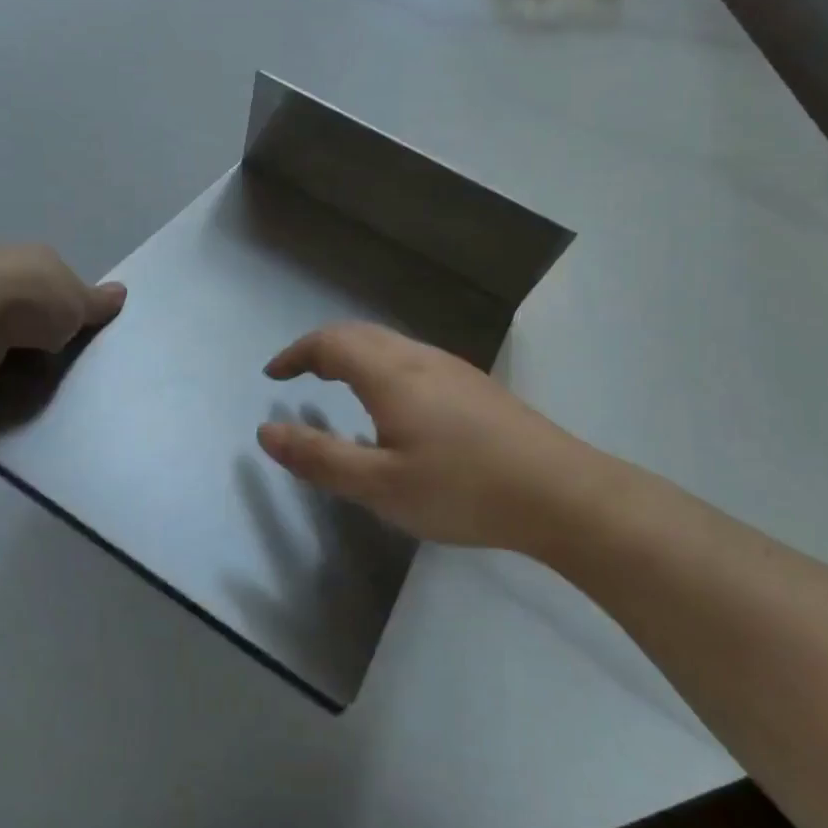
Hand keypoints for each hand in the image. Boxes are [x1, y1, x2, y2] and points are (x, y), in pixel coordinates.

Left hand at [0, 244, 125, 391]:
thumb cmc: (30, 301)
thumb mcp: (77, 302)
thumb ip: (96, 303)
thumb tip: (122, 292)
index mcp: (35, 259)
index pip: (58, 281)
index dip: (70, 306)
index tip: (78, 333)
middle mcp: (1, 272)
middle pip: (29, 305)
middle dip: (40, 329)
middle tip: (60, 360)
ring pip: (4, 329)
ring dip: (14, 349)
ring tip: (34, 378)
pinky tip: (3, 383)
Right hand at [258, 323, 622, 552]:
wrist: (562, 494)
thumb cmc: (462, 489)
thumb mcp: (379, 485)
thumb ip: (319, 458)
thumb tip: (266, 432)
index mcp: (390, 373)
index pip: (329, 343)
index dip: (295, 354)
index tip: (273, 376)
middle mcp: (419, 357)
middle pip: (358, 334)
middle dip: (320, 349)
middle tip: (298, 376)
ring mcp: (452, 368)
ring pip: (388, 343)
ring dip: (352, 354)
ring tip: (336, 385)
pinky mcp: (474, 386)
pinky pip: (411, 359)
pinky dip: (379, 365)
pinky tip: (392, 405)